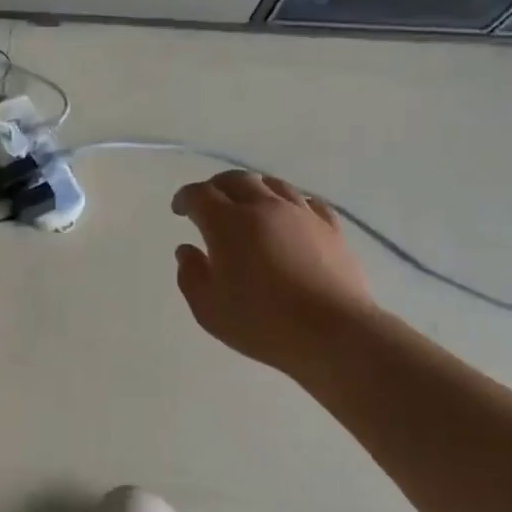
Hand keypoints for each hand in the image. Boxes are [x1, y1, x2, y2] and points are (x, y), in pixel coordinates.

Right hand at [172, 171, 377, 375]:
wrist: (332, 332)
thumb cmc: (261, 322)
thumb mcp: (208, 308)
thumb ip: (191, 274)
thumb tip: (187, 250)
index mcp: (228, 224)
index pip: (200, 195)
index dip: (185, 198)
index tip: (179, 210)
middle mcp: (264, 207)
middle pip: (237, 180)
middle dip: (216, 186)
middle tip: (209, 203)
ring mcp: (301, 214)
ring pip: (273, 184)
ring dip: (253, 189)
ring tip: (247, 205)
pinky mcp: (330, 228)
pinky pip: (307, 202)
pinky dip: (289, 203)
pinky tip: (289, 216)